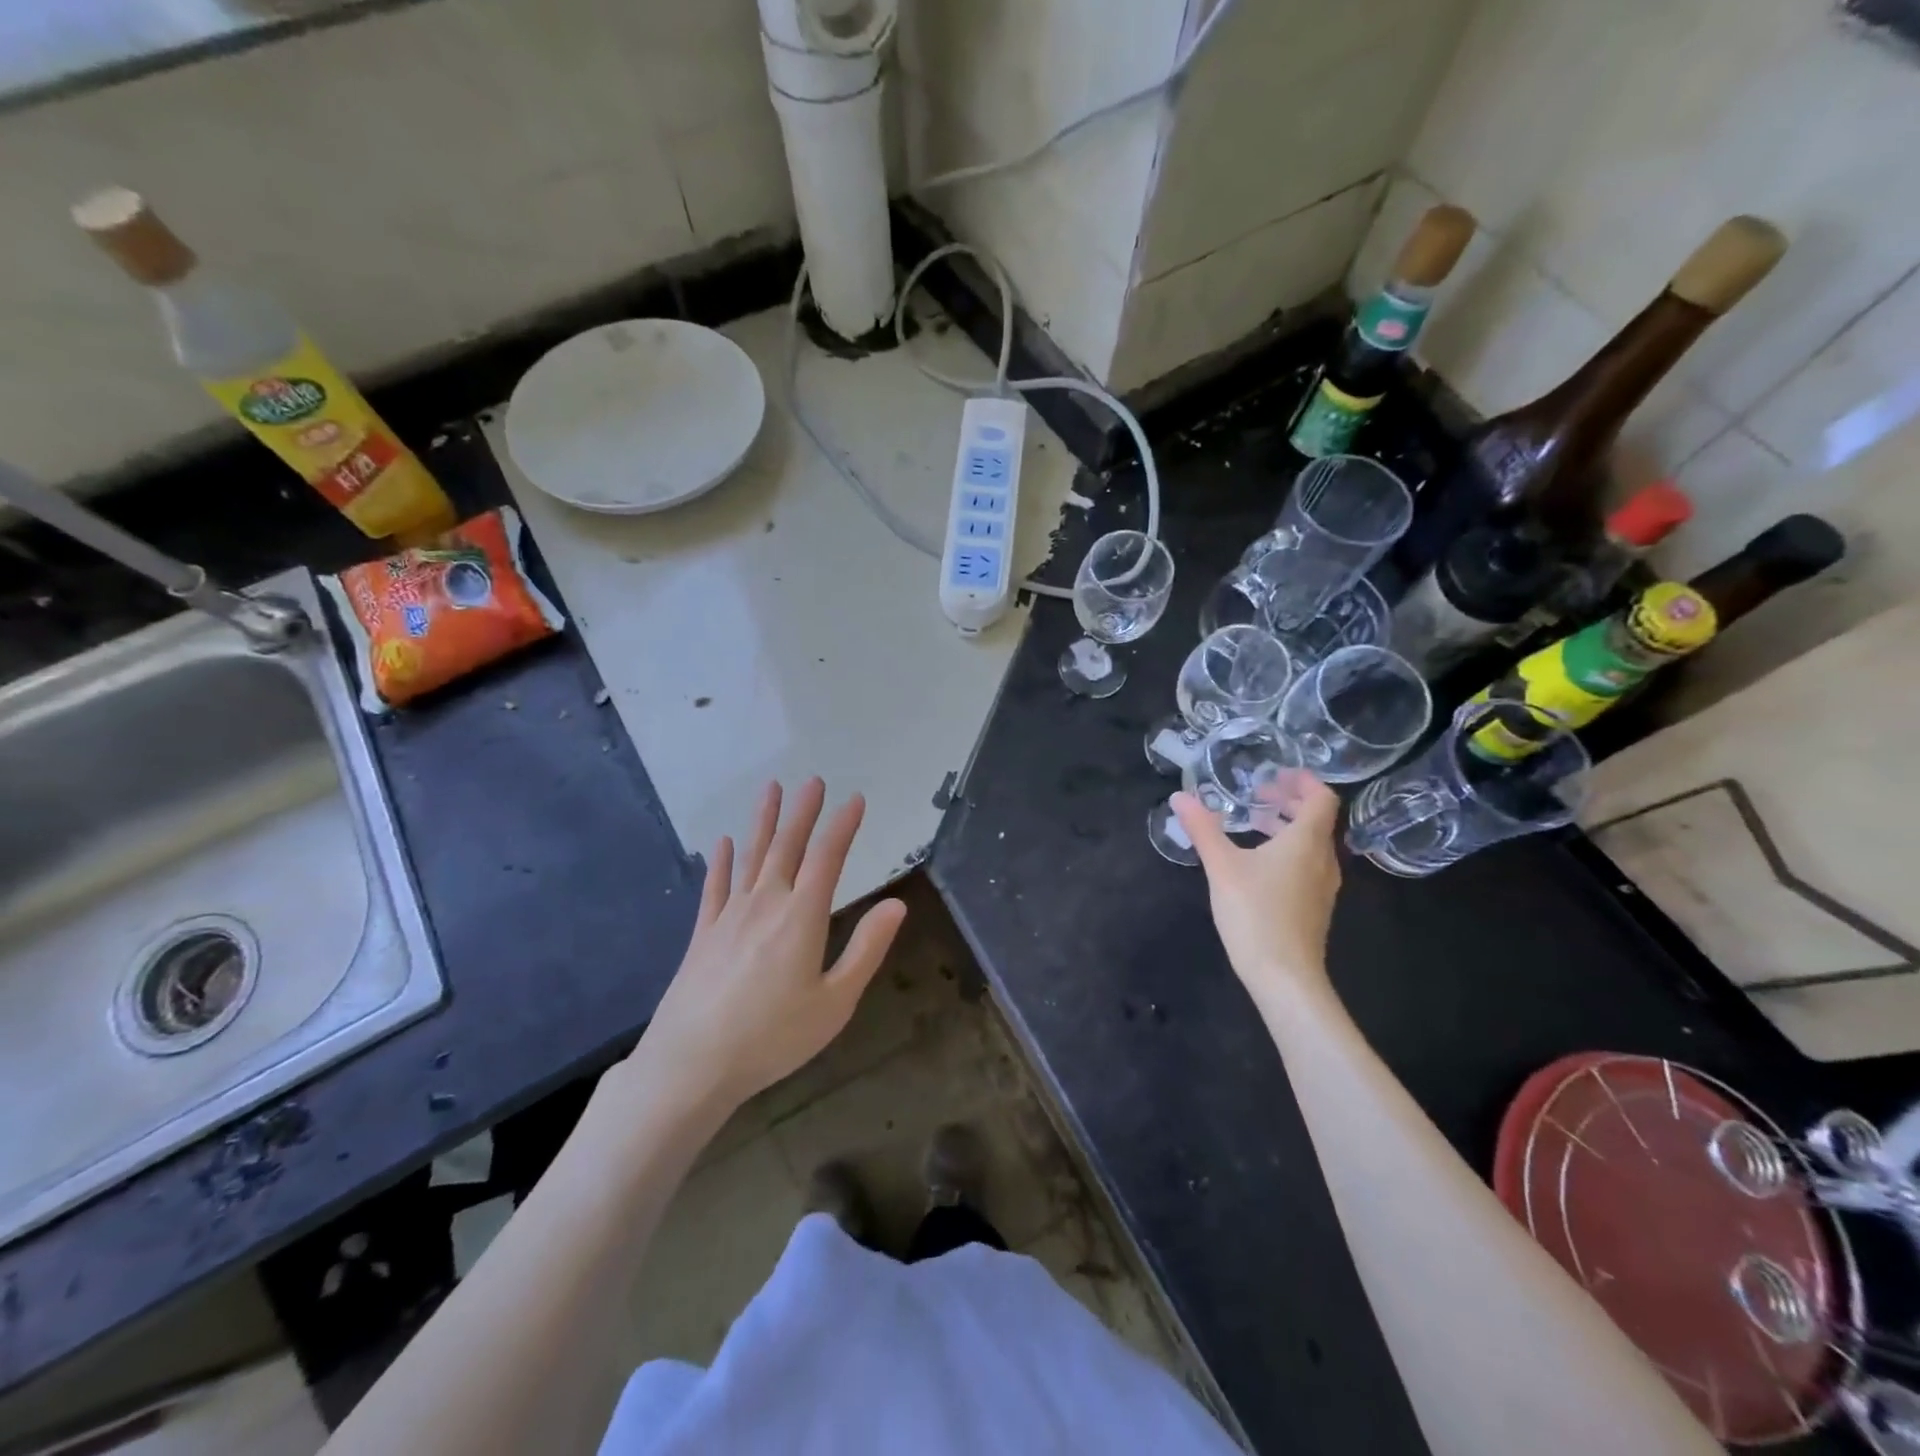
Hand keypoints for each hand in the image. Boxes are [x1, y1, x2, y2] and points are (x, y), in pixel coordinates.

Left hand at [629, 778, 906, 1112]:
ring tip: (771, 789)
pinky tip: (722, 843)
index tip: (855, 799)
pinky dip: (720, 861)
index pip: (827, 858)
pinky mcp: (703, 933)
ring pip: (750, 856)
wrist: (692, 1063)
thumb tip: (896, 904)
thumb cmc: (773, 1037)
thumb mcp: (835, 1002)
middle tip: (813, 781)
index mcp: (802, 917)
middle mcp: (765, 903)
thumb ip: (866, 949)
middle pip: (787, 846)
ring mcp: (729, 915)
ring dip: (763, 821)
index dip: (843, 826)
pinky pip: (715, 886)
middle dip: (803, 812)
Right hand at [1172, 770, 1341, 1005]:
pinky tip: (1258, 863)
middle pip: (1317, 820)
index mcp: (1306, 842)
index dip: (1303, 781)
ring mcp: (1322, 886)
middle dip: (1289, 802)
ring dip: (1287, 827)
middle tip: (1258, 795)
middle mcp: (1323, 860)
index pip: (1321, 798)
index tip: (1276, 773)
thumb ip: (1202, 829)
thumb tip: (1180, 797)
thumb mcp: (1221, 866)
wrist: (1285, 976)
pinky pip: (1307, 864)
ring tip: (1254, 824)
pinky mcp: (1314, 907)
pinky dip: (1288, 850)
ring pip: (1312, 844)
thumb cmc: (1255, 913)